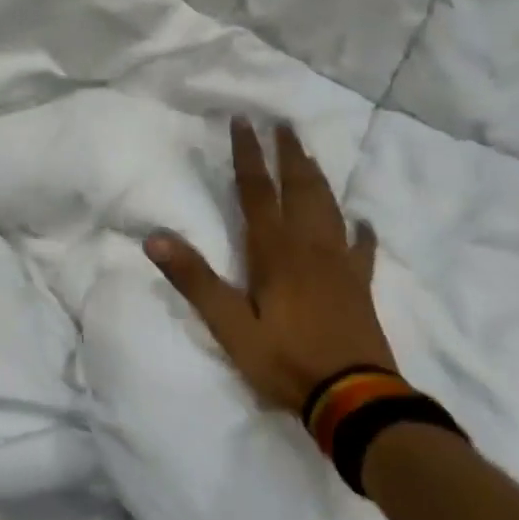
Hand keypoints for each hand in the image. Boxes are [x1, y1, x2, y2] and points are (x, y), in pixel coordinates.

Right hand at [145, 118, 392, 415]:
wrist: (354, 398)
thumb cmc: (285, 359)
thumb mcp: (229, 325)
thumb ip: (195, 280)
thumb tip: (155, 238)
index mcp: (274, 251)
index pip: (256, 191)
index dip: (248, 155)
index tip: (244, 121)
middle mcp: (309, 246)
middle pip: (299, 189)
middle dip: (288, 154)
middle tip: (284, 124)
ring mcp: (340, 264)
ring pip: (328, 208)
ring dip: (317, 178)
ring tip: (309, 156)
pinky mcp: (360, 286)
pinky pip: (363, 249)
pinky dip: (362, 231)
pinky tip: (363, 221)